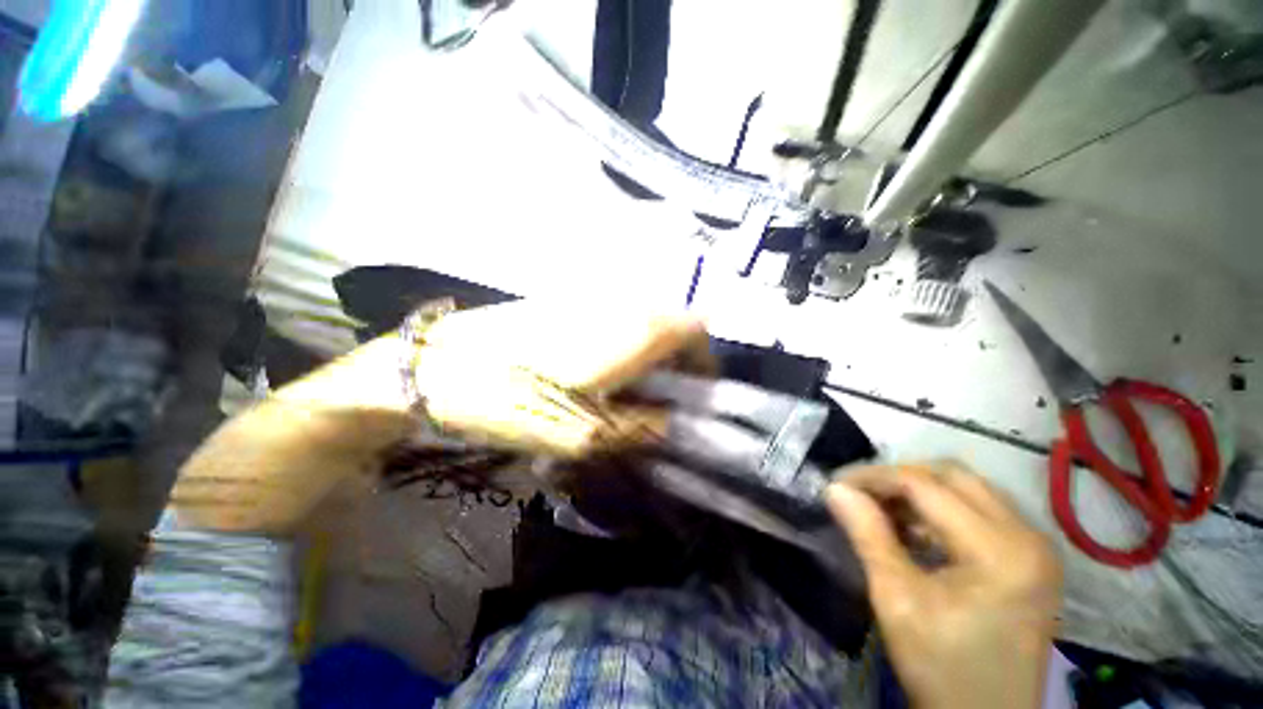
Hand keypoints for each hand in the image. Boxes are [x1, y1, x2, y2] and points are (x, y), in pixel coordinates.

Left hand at [172, 299, 710, 533]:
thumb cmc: (513, 402)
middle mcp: (618, 304)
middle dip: (679, 361)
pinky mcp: (566, 302)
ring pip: (642, 321)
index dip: (705, 363)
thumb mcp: (586, 435)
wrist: (438, 368)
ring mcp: (591, 298)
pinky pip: (614, 319)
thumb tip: (672, 423)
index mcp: (631, 330)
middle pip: (672, 325)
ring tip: (632, 391)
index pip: (694, 332)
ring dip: (649, 355)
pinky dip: (623, 345)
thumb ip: (641, 427)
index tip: (698, 394)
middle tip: (665, 399)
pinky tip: (600, 372)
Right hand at [826, 462, 1062, 708]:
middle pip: (953, 475)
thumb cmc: (942, 668)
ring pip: (967, 488)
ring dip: (918, 491)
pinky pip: (979, 510)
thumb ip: (867, 536)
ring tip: (881, 511)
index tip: (836, 484)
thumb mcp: (897, 601)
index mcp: (1000, 551)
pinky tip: (913, 531)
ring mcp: (1035, 545)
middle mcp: (1028, 536)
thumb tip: (834, 488)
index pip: (926, 485)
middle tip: (859, 494)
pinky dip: (939, 510)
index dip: (874, 477)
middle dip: (898, 477)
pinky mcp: (1030, 557)